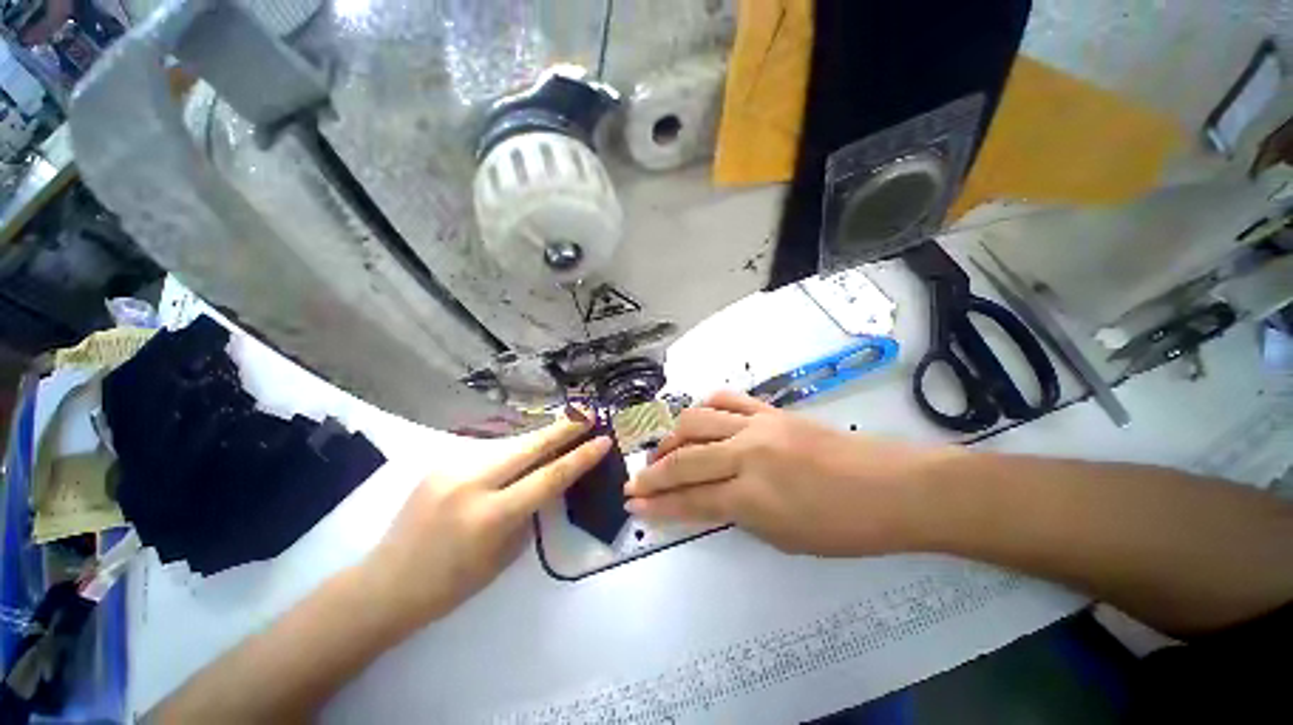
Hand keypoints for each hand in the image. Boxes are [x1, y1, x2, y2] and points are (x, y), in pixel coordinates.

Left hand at [365, 416, 610, 626]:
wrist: (386, 584)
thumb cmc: (451, 584)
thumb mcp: (504, 554)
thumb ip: (529, 513)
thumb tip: (547, 482)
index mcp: (491, 515)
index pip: (549, 477)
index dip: (580, 457)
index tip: (603, 440)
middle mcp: (472, 482)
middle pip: (530, 446)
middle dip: (564, 428)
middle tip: (589, 412)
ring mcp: (452, 468)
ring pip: (510, 446)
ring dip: (539, 440)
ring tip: (562, 430)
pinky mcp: (441, 463)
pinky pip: (488, 454)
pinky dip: (511, 453)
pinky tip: (520, 455)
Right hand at [625, 392, 943, 555]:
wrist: (890, 487)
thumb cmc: (842, 527)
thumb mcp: (782, 537)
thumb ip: (737, 513)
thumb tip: (706, 499)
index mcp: (752, 497)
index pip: (690, 500)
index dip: (657, 505)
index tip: (632, 504)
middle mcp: (747, 455)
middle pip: (684, 460)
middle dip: (652, 473)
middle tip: (635, 481)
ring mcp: (757, 425)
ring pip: (696, 422)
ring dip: (672, 438)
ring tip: (665, 451)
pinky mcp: (770, 410)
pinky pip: (726, 400)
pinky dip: (703, 409)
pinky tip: (697, 420)